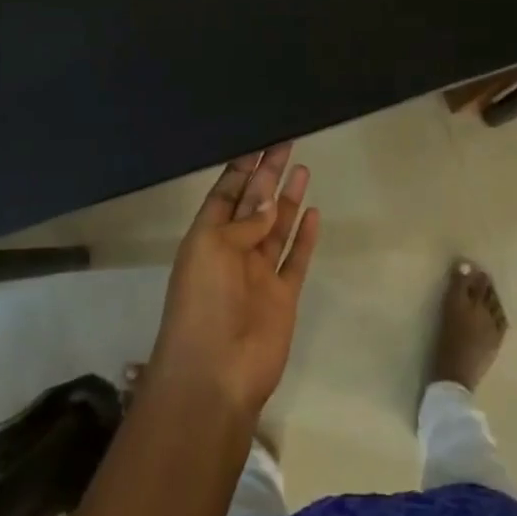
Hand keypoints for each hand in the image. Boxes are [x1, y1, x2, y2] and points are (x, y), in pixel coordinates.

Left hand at [148, 144, 320, 417]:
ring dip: (286, 199)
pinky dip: (304, 236)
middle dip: (267, 174)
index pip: (225, 193)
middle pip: (253, 204)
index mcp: (207, 238)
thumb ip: (243, 223)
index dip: (241, 168)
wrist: (216, 373)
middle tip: (285, 142)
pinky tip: (313, 211)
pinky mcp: (283, 295)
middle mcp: (233, 251)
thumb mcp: (211, 249)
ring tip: (301, 168)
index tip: (257, 142)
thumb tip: (269, 204)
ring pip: (276, 227)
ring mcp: (259, 273)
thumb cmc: (203, 303)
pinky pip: (295, 258)